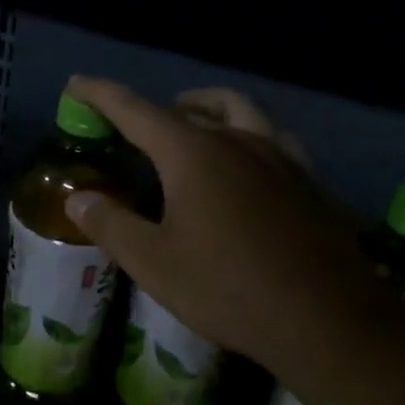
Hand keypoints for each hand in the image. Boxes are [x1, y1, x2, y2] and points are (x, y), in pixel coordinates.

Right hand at [62, 77, 363, 368]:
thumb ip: (110, 224)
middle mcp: (238, 142)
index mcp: (193, 153)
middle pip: (193, 106)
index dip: (101, 94)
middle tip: (136, 124)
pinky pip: (272, 139)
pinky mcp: (308, 182)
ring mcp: (280, 159)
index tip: (77, 84)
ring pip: (241, 112)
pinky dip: (247, 136)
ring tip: (192, 125)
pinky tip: (246, 163)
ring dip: (209, 109)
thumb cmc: (228, 288)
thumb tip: (78, 198)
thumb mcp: (153, 263)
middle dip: (158, 107)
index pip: (136, 110)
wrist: (327, 320)